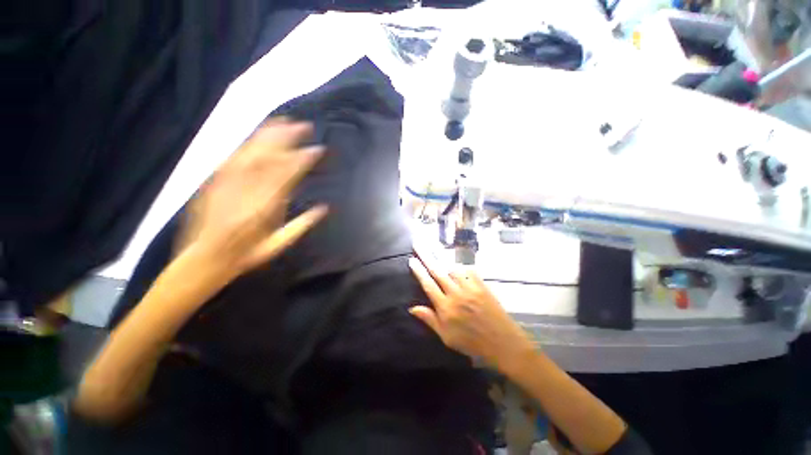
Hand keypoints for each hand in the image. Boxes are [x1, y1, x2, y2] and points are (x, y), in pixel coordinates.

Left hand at [181, 119, 326, 277]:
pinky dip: (246, 144)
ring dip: (268, 135)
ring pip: (250, 153)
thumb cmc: (246, 255)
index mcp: (265, 208)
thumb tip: (324, 208)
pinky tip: (256, 136)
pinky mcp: (213, 181)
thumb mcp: (278, 246)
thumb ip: (302, 225)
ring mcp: (227, 183)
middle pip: (269, 158)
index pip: (288, 176)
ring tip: (282, 121)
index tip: (317, 149)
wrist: (204, 258)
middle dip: (287, 139)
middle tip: (303, 125)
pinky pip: (231, 158)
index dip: (303, 160)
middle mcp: (246, 191)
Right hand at [408, 251, 535, 373]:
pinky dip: (462, 267)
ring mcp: (470, 288)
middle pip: (438, 271)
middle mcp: (456, 294)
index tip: (412, 260)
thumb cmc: (472, 343)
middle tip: (418, 245)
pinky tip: (459, 266)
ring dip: (444, 260)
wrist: (502, 343)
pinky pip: (470, 270)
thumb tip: (412, 308)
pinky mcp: (482, 286)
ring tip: (436, 253)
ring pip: (453, 268)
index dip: (419, 271)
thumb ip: (430, 320)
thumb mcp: (447, 337)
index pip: (428, 285)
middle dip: (426, 257)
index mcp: (446, 308)